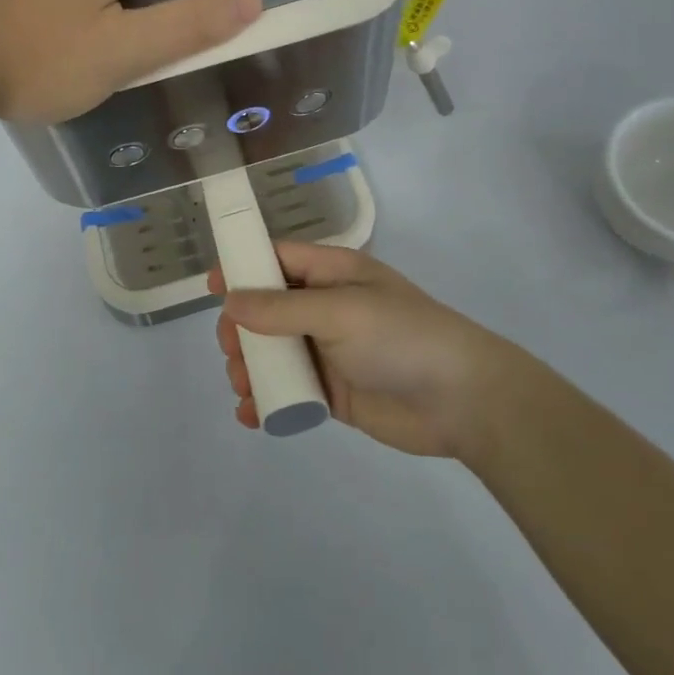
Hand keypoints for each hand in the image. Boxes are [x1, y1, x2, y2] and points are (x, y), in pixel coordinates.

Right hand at [210, 244, 507, 458]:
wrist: (462, 401)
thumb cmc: (401, 337)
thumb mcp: (340, 312)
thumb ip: (281, 309)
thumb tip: (230, 302)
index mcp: (333, 274)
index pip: (279, 259)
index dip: (244, 268)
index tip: (211, 288)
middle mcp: (327, 308)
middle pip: (267, 310)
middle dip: (242, 329)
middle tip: (232, 350)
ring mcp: (329, 352)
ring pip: (273, 353)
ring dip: (251, 368)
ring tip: (244, 387)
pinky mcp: (332, 392)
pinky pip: (289, 391)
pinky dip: (268, 401)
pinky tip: (252, 415)